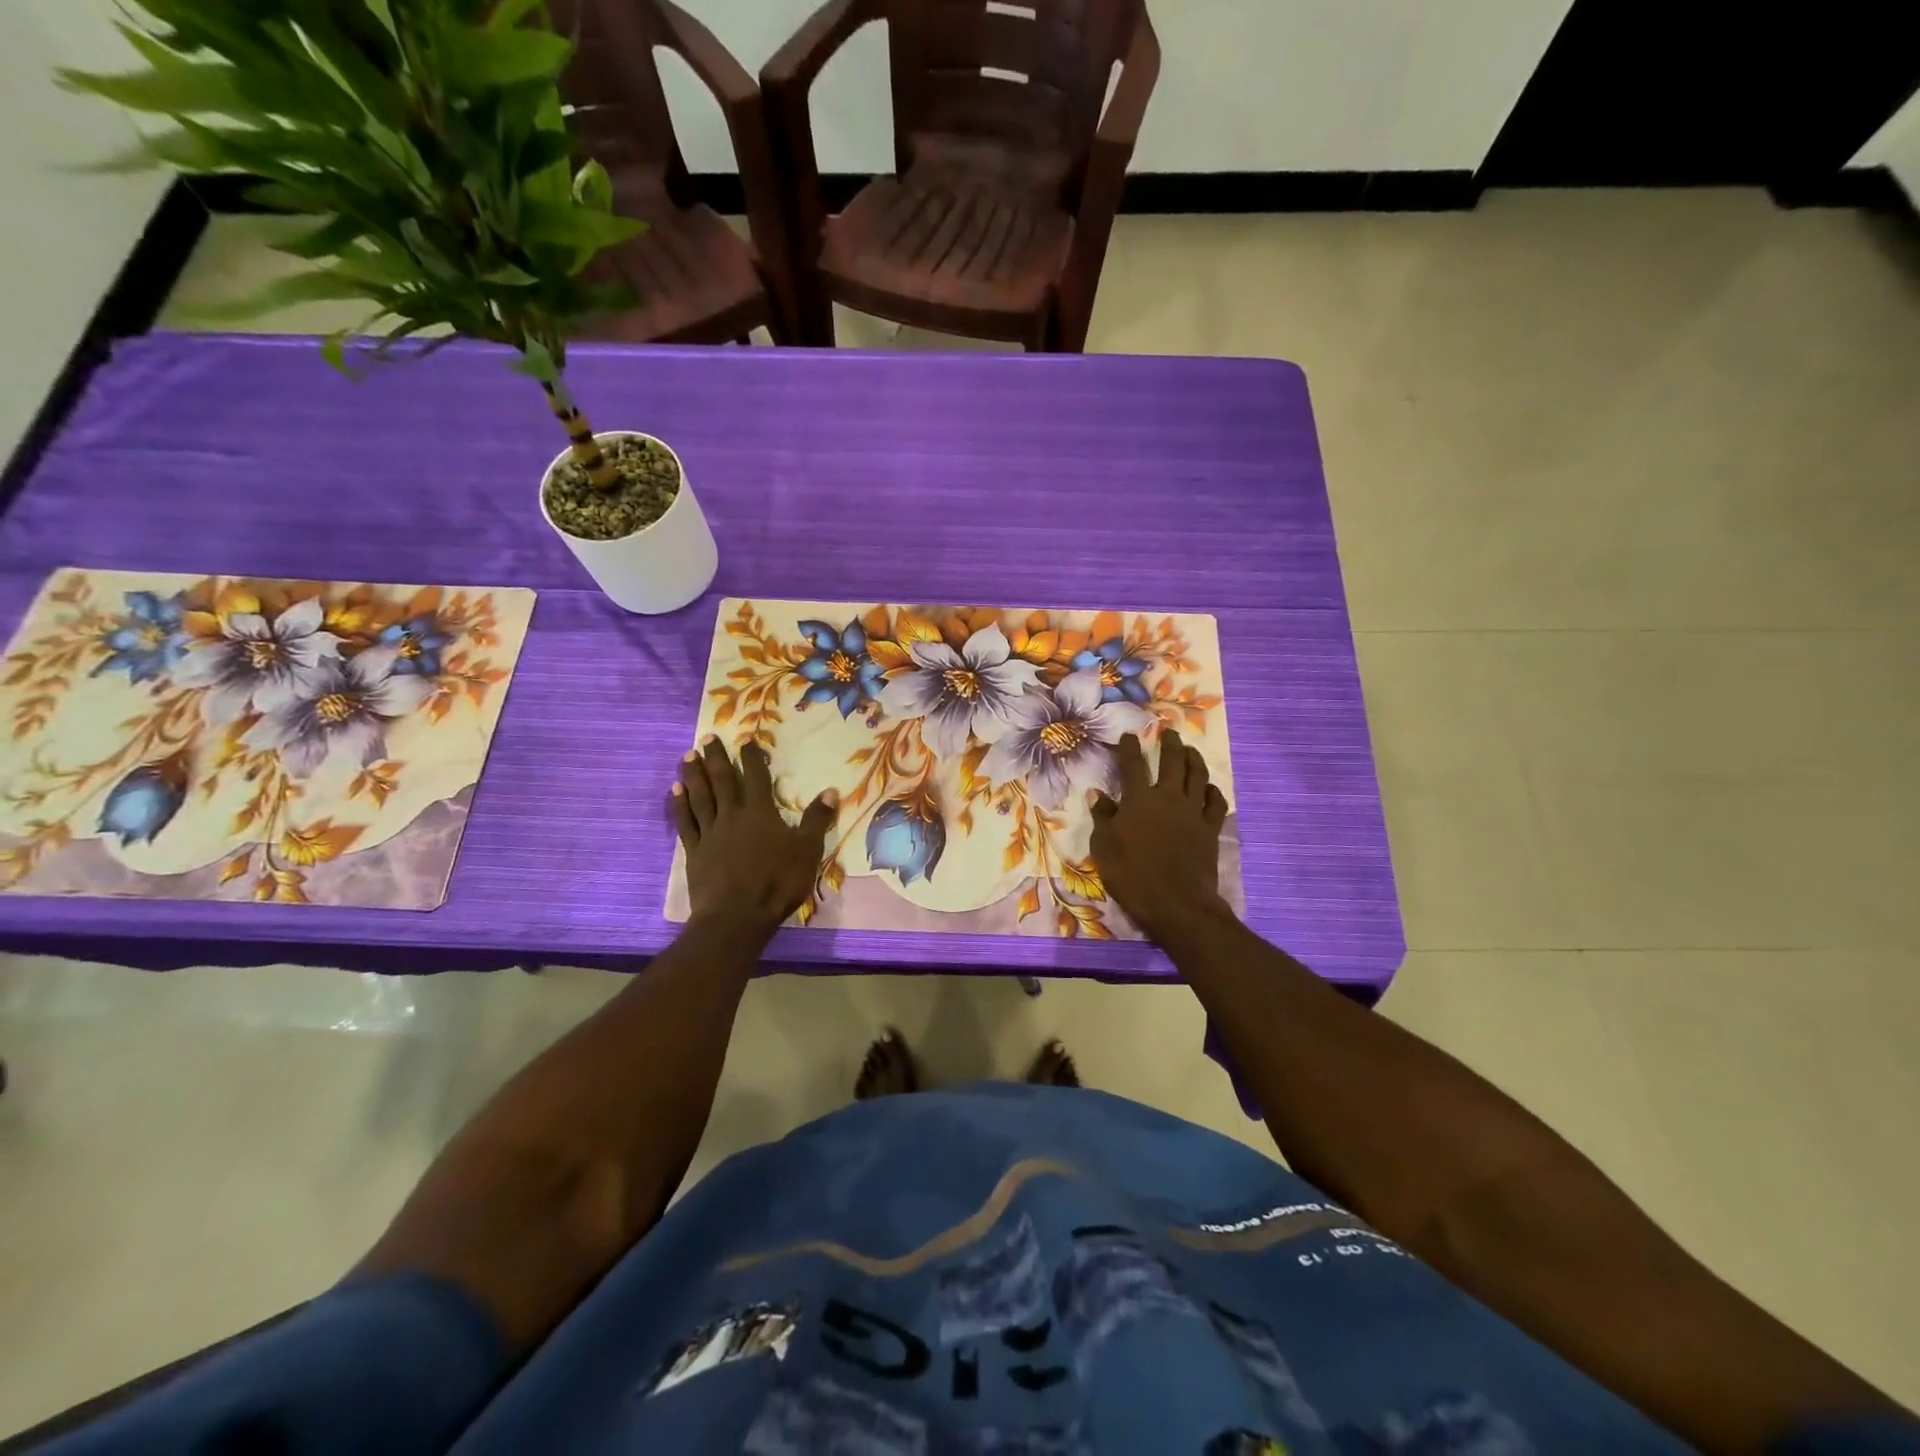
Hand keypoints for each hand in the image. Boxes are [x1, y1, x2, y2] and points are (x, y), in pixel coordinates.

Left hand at [672, 737, 837, 935]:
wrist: (736, 917)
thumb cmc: (777, 883)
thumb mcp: (807, 851)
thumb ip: (818, 820)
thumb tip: (831, 791)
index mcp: (761, 813)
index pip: (757, 777)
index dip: (752, 757)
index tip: (745, 739)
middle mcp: (732, 815)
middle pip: (723, 781)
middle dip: (716, 758)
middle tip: (707, 737)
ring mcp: (710, 833)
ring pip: (700, 797)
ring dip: (694, 775)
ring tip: (687, 755)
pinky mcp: (694, 852)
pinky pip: (685, 822)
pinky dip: (679, 805)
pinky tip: (675, 791)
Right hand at [1088, 730, 1230, 943]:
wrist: (1176, 903)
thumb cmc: (1131, 875)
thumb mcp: (1104, 847)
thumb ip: (1103, 817)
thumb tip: (1098, 794)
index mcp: (1138, 800)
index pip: (1132, 765)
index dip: (1129, 748)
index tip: (1129, 735)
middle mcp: (1167, 798)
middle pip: (1172, 762)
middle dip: (1169, 744)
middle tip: (1168, 731)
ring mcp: (1192, 812)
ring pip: (1197, 776)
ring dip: (1193, 759)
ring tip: (1190, 749)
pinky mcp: (1210, 829)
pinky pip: (1215, 803)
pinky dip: (1212, 791)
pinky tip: (1209, 788)